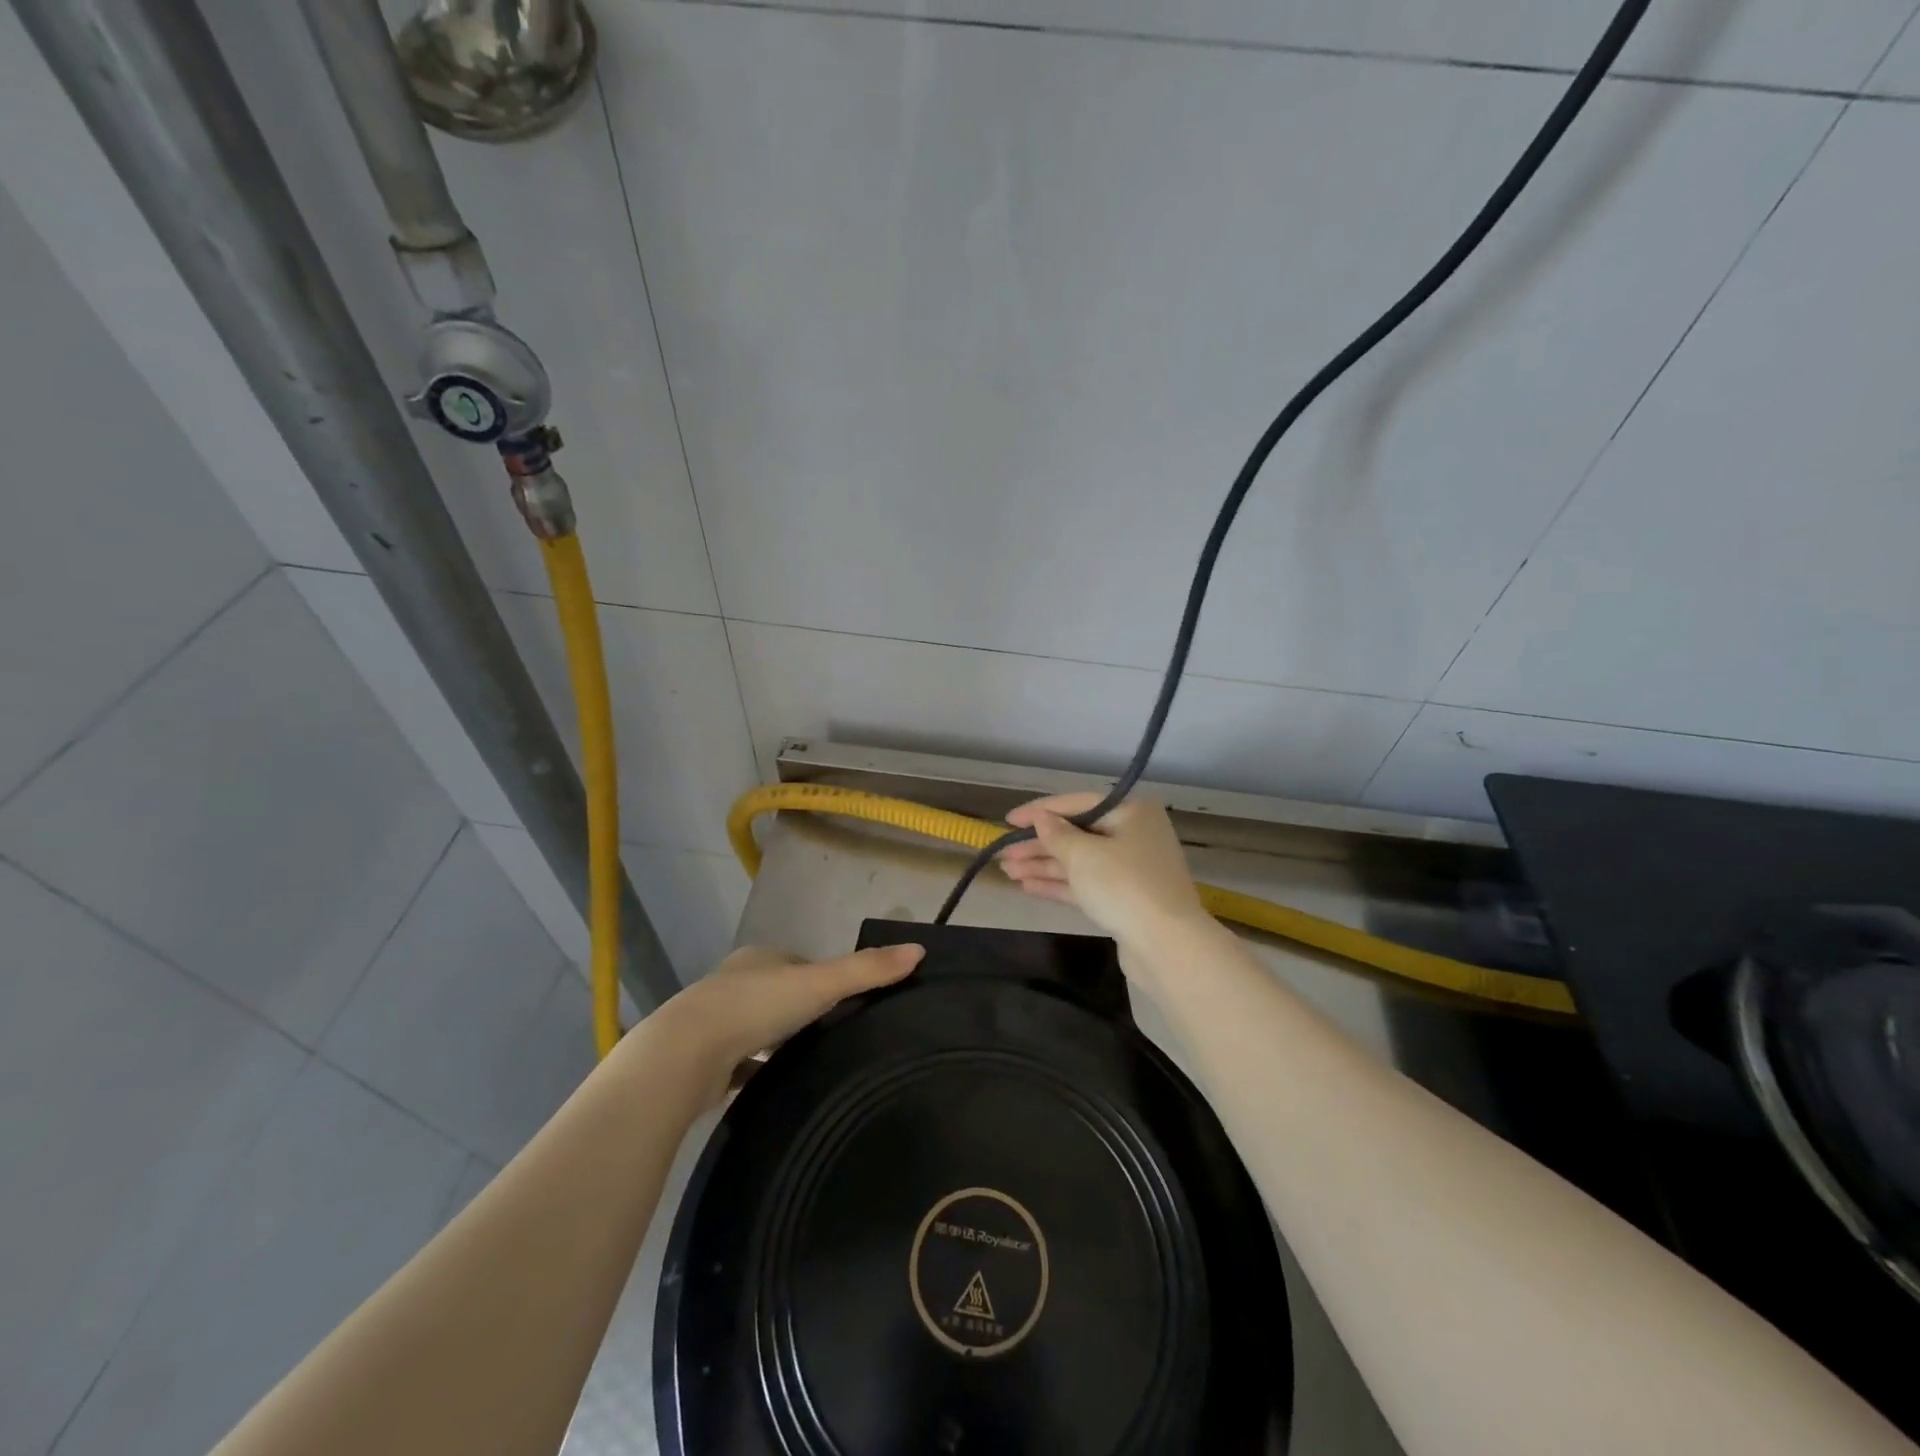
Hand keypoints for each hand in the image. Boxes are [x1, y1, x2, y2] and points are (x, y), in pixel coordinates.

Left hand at [654, 943, 923, 1103]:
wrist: (684, 1056)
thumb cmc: (755, 1007)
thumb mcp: (820, 984)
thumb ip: (867, 970)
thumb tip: (920, 950)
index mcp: (760, 958)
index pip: (801, 964)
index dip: (826, 980)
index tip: (851, 1004)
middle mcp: (735, 983)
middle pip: (779, 995)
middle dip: (802, 1013)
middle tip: (835, 1037)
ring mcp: (715, 1021)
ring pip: (758, 1029)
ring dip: (778, 1043)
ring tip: (811, 1064)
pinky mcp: (703, 1059)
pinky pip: (740, 1063)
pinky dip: (756, 1071)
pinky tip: (775, 1087)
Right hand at [998, 793, 1207, 954]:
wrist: (1167, 945)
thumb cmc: (1123, 886)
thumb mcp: (1083, 855)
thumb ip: (1057, 835)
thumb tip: (1041, 819)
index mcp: (1131, 812)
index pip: (1077, 804)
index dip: (1040, 811)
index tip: (1008, 820)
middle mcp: (1134, 835)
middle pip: (1077, 834)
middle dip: (1039, 845)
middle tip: (1004, 853)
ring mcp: (1131, 869)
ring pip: (1079, 862)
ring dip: (1043, 865)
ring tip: (1008, 871)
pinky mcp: (1125, 900)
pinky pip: (1086, 884)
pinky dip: (1058, 884)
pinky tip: (1027, 886)